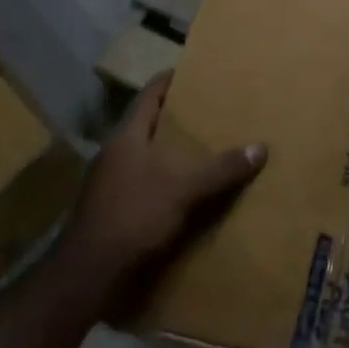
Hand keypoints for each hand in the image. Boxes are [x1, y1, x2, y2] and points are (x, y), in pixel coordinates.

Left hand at [52, 72, 266, 323]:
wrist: (87, 274)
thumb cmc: (133, 215)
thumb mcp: (184, 189)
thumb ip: (222, 168)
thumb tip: (261, 147)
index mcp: (127, 135)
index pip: (151, 93)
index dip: (173, 80)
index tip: (198, 73)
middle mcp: (114, 152)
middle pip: (149, 123)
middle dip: (178, 119)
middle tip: (212, 113)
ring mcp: (108, 182)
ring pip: (145, 155)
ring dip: (170, 153)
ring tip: (203, 152)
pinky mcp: (110, 210)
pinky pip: (142, 184)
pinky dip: (163, 182)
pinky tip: (183, 194)